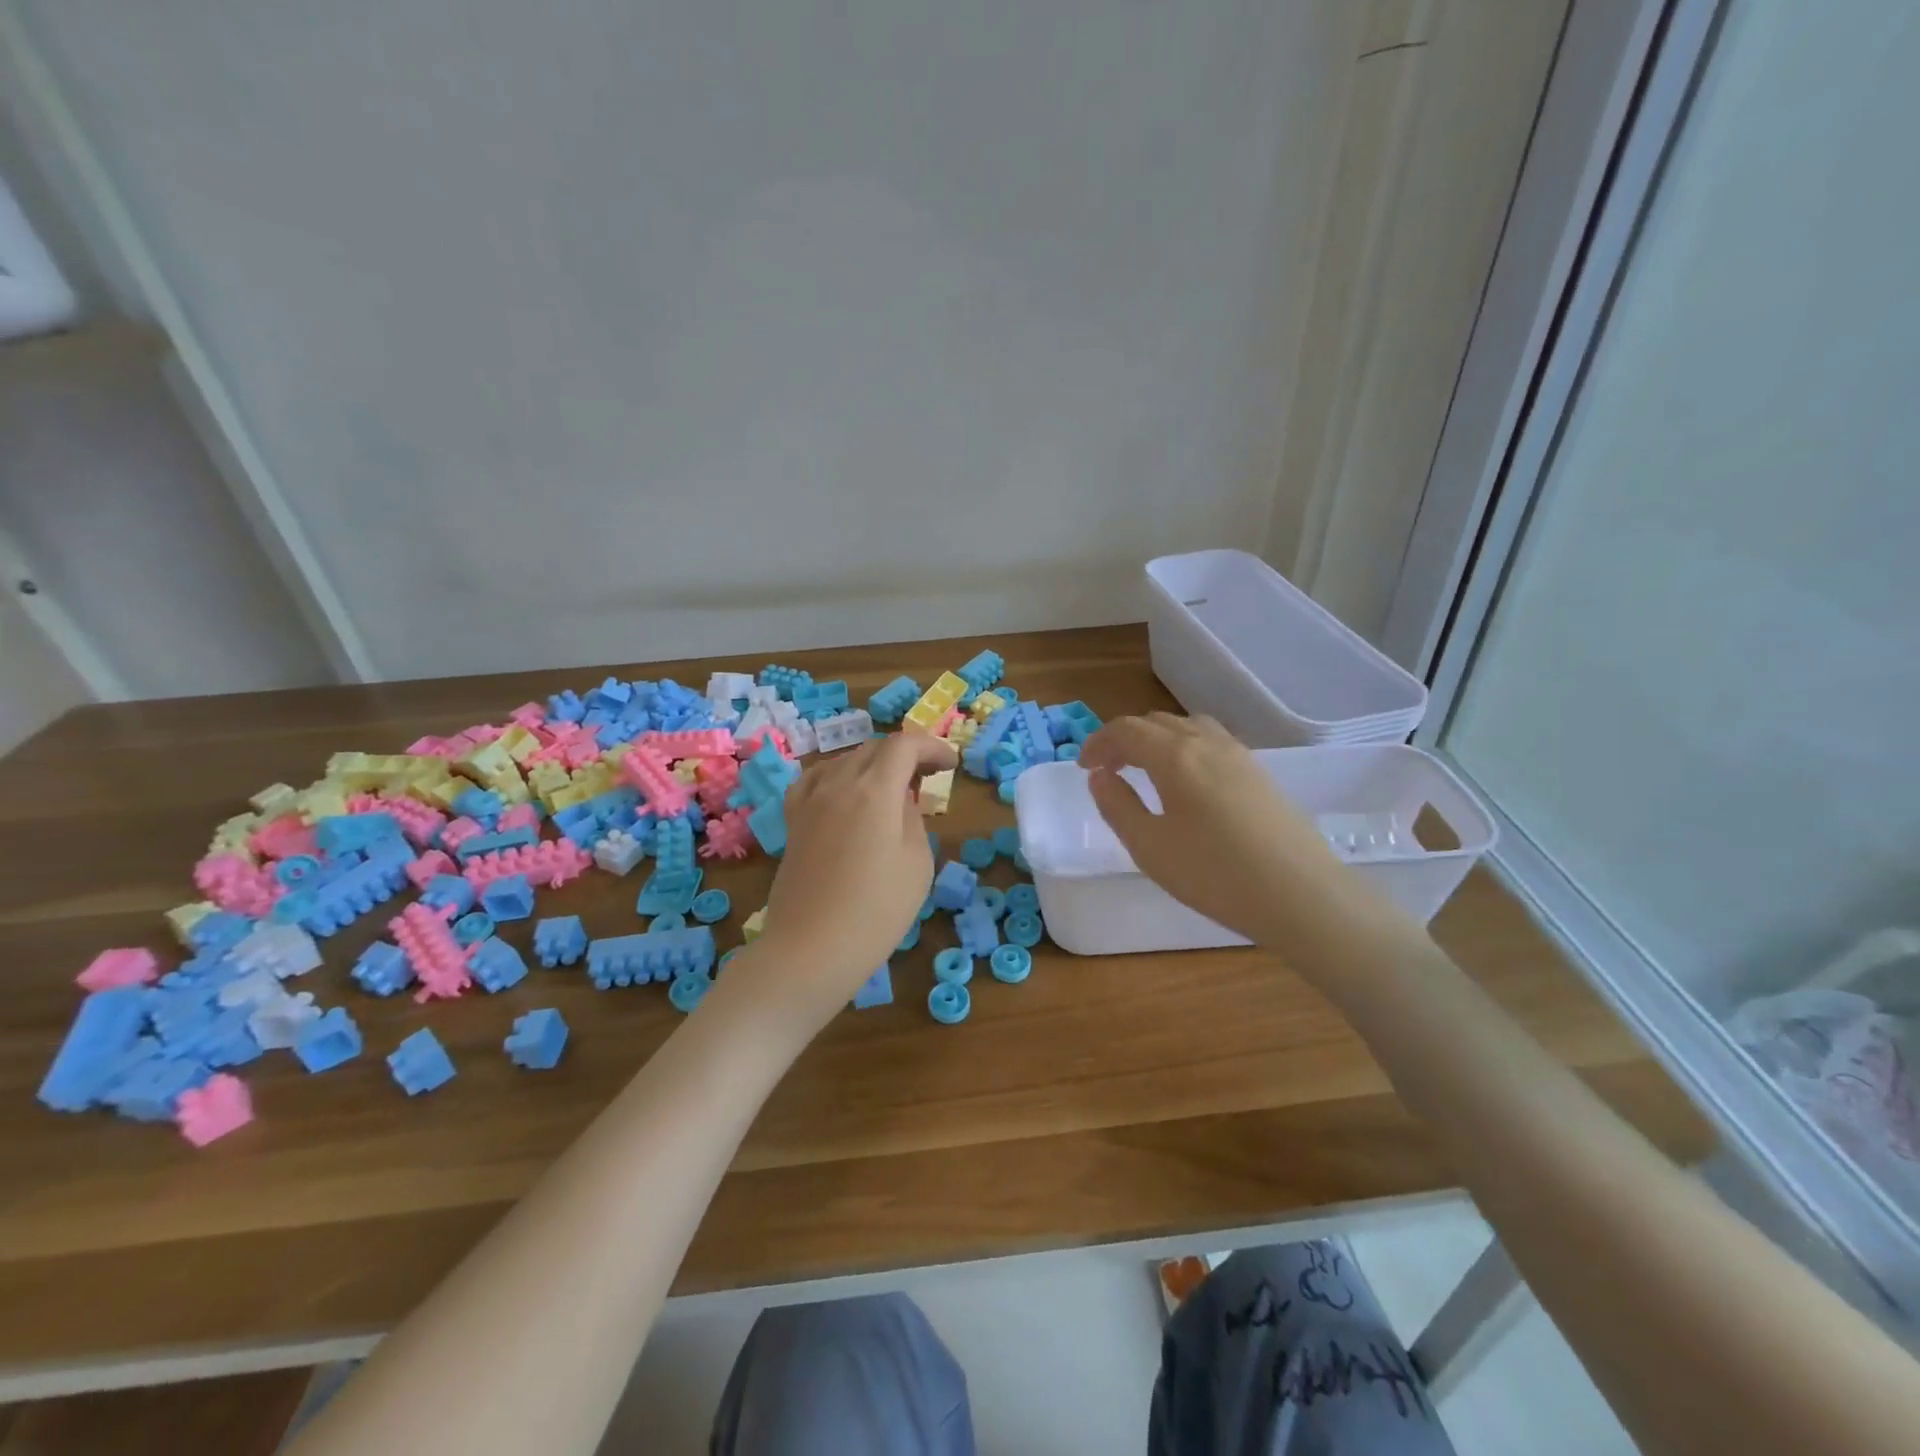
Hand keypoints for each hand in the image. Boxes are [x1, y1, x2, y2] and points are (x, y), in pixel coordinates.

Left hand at [755, 733, 956, 1020]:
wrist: (810, 950)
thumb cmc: (876, 912)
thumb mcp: (916, 864)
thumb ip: (912, 819)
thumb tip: (900, 801)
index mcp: (875, 790)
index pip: (904, 745)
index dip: (931, 747)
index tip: (950, 765)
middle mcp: (838, 783)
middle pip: (874, 748)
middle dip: (905, 754)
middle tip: (928, 777)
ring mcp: (810, 800)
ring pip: (845, 760)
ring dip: (873, 764)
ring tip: (891, 788)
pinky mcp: (793, 820)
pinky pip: (816, 779)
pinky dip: (838, 775)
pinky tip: (845, 792)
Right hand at [1079, 713, 1356, 946]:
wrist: (1300, 895)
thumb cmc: (1215, 873)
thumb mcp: (1149, 847)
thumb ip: (1117, 806)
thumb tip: (1099, 777)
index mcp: (1174, 755)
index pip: (1126, 730)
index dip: (1098, 743)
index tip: (1083, 768)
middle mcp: (1207, 742)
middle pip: (1156, 722)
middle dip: (1125, 739)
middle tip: (1108, 769)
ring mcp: (1239, 755)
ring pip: (1187, 726)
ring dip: (1157, 739)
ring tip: (1145, 770)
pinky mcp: (1260, 773)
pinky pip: (1211, 741)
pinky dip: (1184, 747)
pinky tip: (1186, 782)